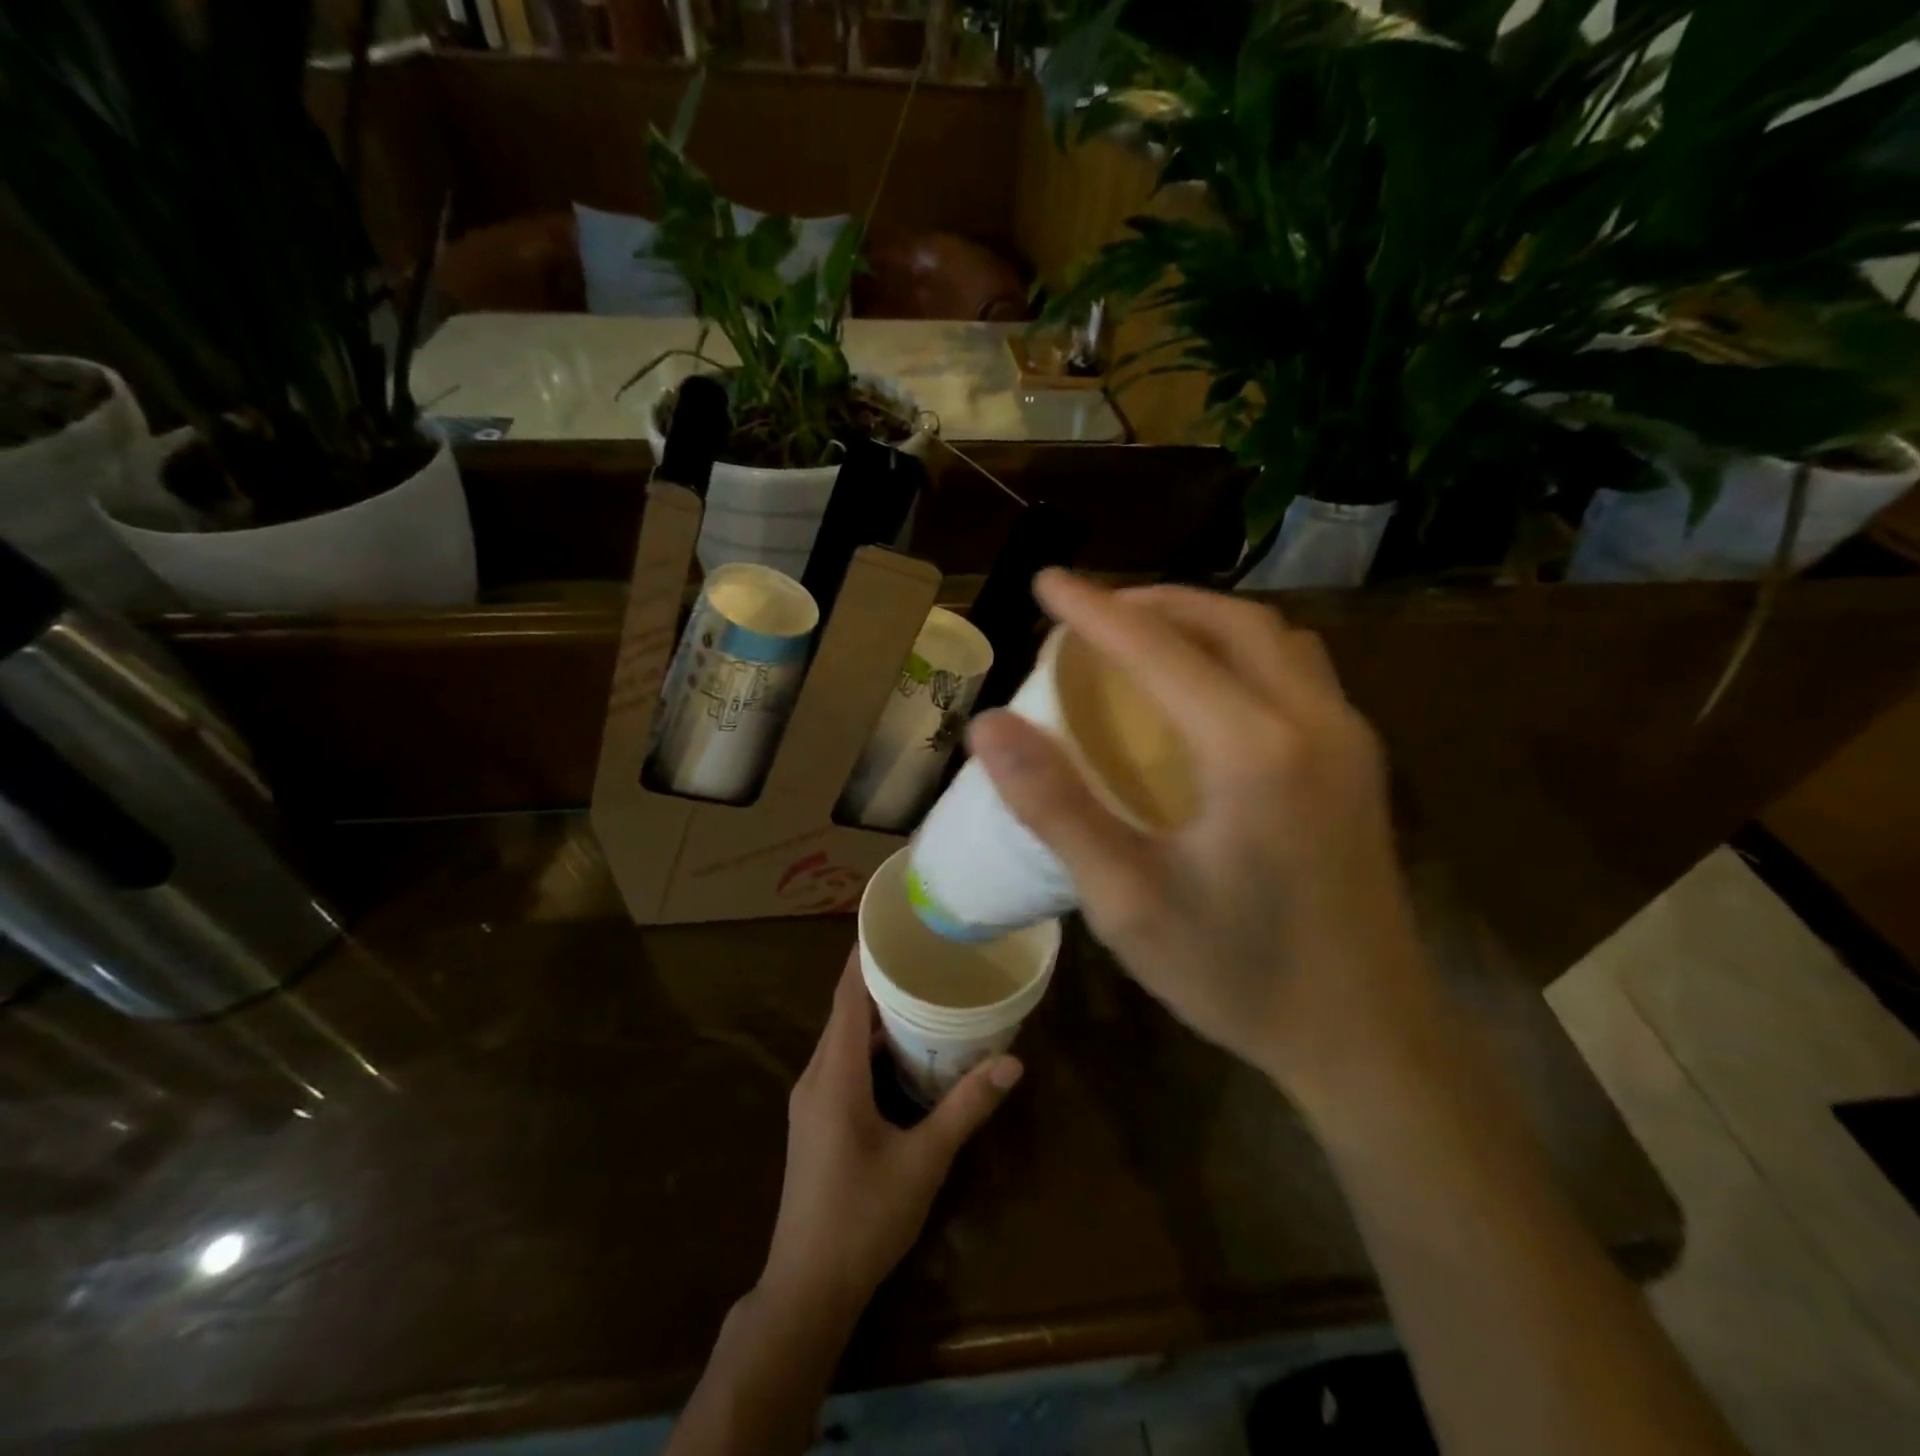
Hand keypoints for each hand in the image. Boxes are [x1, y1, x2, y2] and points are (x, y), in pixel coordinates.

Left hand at [760, 953, 1022, 1323]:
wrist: (806, 1289)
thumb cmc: (863, 1219)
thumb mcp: (923, 1162)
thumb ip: (965, 1108)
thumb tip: (1011, 1062)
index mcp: (834, 1075)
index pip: (845, 996)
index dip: (863, 956)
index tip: (892, 924)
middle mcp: (816, 1077)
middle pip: (844, 1011)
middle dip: (879, 978)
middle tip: (924, 953)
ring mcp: (812, 1100)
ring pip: (843, 1038)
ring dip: (876, 1013)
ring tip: (921, 990)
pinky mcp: (817, 1120)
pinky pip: (843, 1062)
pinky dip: (871, 1044)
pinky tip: (904, 1049)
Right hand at [966, 572, 1436, 1120]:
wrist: (1368, 1039)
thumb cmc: (1240, 976)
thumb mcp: (1128, 902)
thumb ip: (1056, 807)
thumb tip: (989, 726)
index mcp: (1253, 750)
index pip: (1158, 649)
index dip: (1094, 609)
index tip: (1046, 580)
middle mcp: (1312, 723)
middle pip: (1228, 620)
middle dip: (1152, 601)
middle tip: (1091, 611)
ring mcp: (1348, 739)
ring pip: (1272, 637)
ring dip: (1202, 619)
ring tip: (1143, 634)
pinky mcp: (1359, 764)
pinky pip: (1296, 670)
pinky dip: (1240, 650)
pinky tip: (1208, 687)